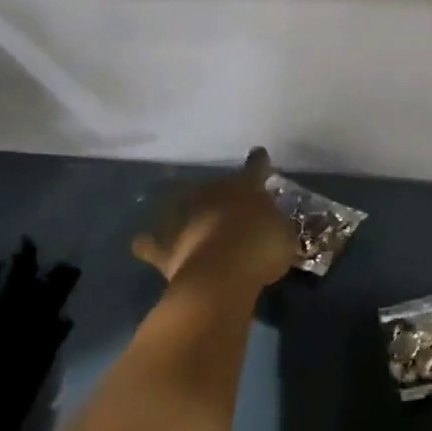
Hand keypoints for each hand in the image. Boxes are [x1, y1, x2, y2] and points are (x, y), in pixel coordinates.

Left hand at [131, 147, 296, 287]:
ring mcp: (183, 216)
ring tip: (187, 219)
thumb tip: (270, 226)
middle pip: (215, 185)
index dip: (259, 162)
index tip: (259, 156)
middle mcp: (211, 193)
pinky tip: (147, 244)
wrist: (220, 274)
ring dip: (184, 211)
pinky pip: (150, 243)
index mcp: (245, 187)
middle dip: (221, 194)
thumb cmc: (260, 248)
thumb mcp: (284, 236)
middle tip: (229, 208)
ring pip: (179, 204)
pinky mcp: (164, 245)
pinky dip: (150, 243)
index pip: (255, 167)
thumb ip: (276, 226)